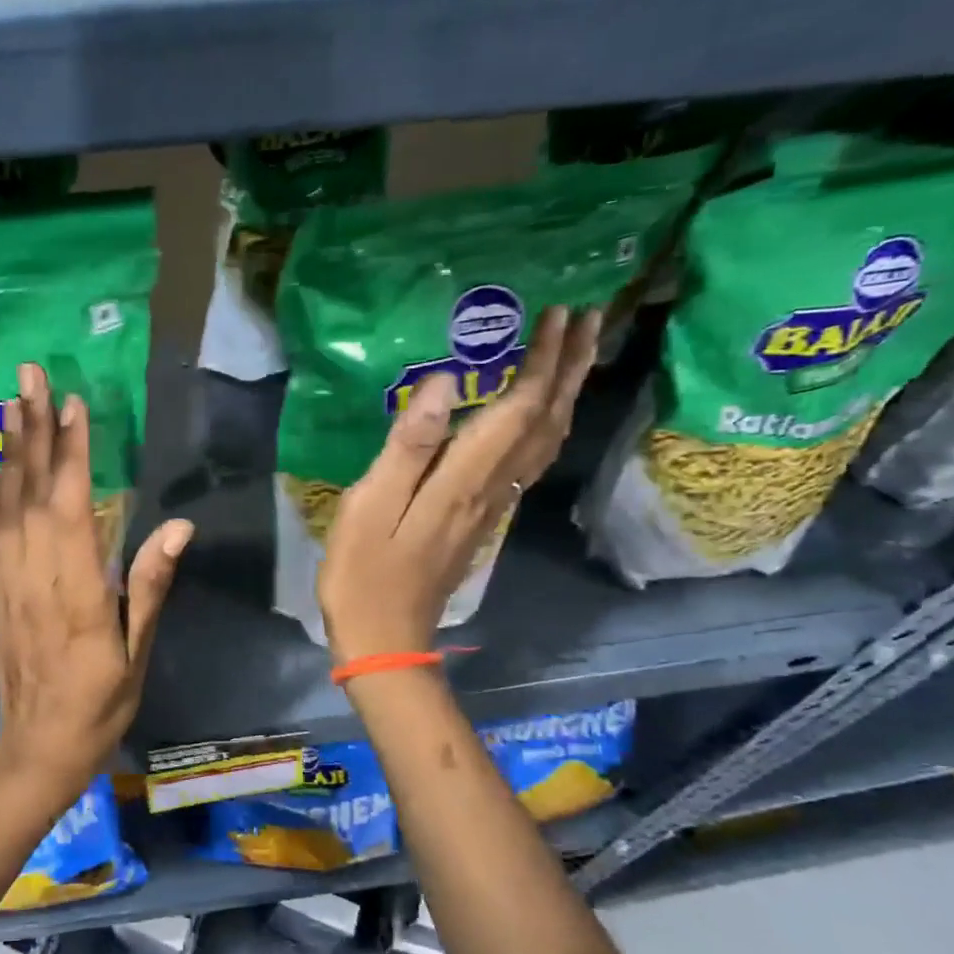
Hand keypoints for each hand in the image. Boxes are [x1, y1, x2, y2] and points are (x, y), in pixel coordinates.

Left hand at [0, 363, 194, 797]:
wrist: (38, 747)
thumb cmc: (100, 703)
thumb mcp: (137, 651)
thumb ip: (150, 585)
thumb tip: (177, 527)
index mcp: (78, 590)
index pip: (71, 506)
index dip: (71, 453)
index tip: (72, 404)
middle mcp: (35, 576)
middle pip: (31, 492)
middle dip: (32, 430)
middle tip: (28, 376)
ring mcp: (6, 583)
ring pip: (4, 506)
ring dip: (6, 452)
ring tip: (6, 404)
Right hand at [318, 307, 601, 662]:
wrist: (386, 638)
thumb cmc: (365, 574)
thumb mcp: (371, 507)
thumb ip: (407, 446)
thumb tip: (440, 383)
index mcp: (464, 480)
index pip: (518, 410)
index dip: (542, 361)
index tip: (559, 314)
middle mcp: (491, 489)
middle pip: (545, 422)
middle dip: (570, 368)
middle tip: (589, 318)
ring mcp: (491, 508)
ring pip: (545, 443)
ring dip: (565, 395)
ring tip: (576, 356)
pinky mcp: (481, 520)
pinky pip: (529, 463)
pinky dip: (545, 428)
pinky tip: (537, 417)